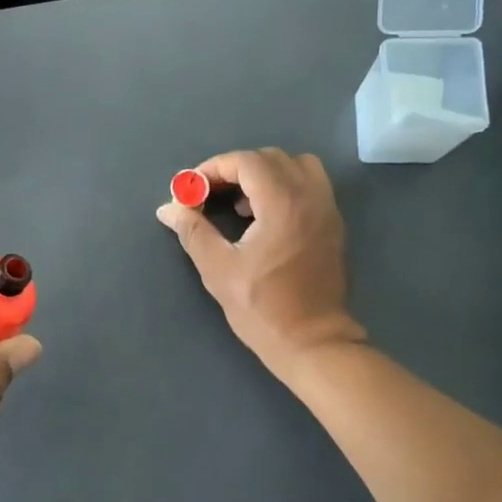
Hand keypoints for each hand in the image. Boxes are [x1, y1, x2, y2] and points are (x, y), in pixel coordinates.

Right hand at [156, 148, 364, 376]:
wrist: (314, 342)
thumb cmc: (263, 308)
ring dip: (263, 174)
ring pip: (295, 166)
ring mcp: (327, 210)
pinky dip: (284, 187)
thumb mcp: (218, 270)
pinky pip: (310, 185)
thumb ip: (193, 231)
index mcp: (283, 203)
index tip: (192, 189)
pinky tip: (263, 217)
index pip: (246, 162)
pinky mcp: (333, 225)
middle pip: (270, 159)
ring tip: (239, 203)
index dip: (214, 168)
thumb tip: (168, 207)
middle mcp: (310, 197)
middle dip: (235, 169)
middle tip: (209, 194)